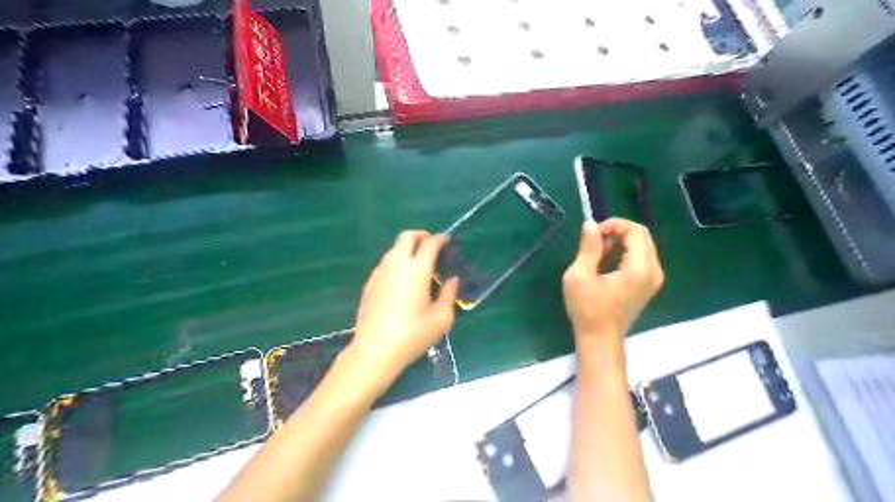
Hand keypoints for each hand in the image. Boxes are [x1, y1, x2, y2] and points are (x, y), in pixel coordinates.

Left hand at [352, 232, 460, 388]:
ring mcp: (379, 272)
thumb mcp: (441, 318)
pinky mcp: (369, 283)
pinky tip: (402, 282)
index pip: (430, 243)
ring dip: (407, 249)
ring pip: (394, 249)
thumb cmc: (413, 334)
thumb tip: (452, 280)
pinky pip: (385, 263)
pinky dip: (397, 263)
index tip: (447, 240)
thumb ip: (449, 294)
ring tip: (418, 266)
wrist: (375, 350)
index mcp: (417, 269)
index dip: (440, 239)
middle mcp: (396, 264)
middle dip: (421, 235)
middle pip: (407, 236)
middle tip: (431, 246)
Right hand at [561, 218, 659, 352]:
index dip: (614, 225)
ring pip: (641, 246)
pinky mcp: (648, 284)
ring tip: (596, 255)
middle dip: (617, 232)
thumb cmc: (587, 309)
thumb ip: (588, 248)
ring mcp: (653, 279)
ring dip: (619, 243)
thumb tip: (590, 224)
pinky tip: (606, 265)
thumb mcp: (579, 276)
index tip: (592, 234)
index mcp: (639, 269)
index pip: (636, 231)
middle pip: (641, 236)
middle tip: (594, 243)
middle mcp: (654, 271)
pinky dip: (623, 253)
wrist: (599, 339)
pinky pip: (640, 258)